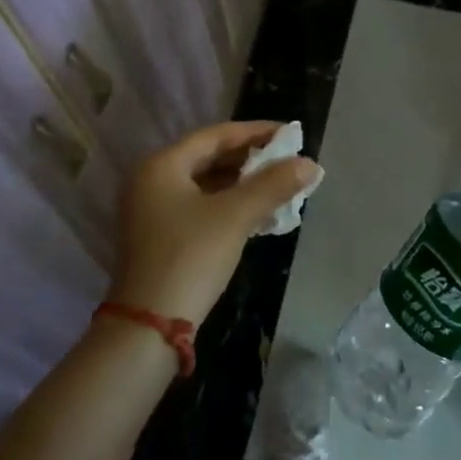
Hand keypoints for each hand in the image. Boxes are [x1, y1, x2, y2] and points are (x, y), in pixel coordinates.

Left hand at [114, 122, 320, 325]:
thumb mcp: (235, 216)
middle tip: (289, 161)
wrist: (149, 327)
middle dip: (252, 160)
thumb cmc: (190, 257)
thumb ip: (273, 185)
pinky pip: (201, 206)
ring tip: (281, 186)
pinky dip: (230, 205)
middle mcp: (152, 180)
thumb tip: (310, 164)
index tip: (291, 134)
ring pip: (207, 184)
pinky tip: (260, 214)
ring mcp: (152, 210)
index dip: (256, 132)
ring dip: (243, 185)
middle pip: (210, 158)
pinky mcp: (160, 236)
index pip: (216, 135)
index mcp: (162, 165)